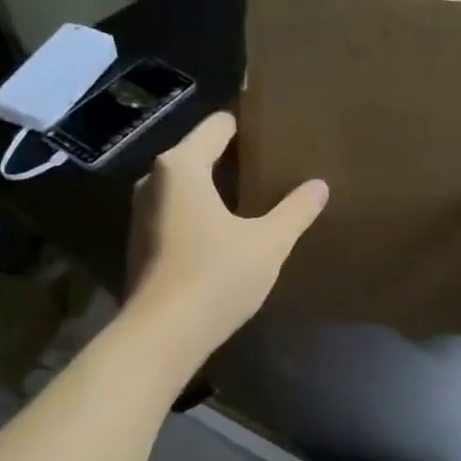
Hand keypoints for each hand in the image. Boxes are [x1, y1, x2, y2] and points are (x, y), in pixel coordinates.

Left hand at [127, 112, 327, 359]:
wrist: (162, 334)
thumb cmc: (216, 278)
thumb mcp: (268, 243)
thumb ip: (296, 211)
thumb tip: (320, 186)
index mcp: (182, 166)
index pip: (218, 126)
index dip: (247, 128)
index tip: (274, 138)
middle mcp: (153, 180)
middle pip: (198, 154)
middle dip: (233, 161)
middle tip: (271, 173)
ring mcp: (141, 213)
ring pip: (185, 186)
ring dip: (215, 191)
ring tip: (251, 205)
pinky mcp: (140, 243)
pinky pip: (175, 213)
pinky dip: (199, 215)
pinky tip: (224, 238)